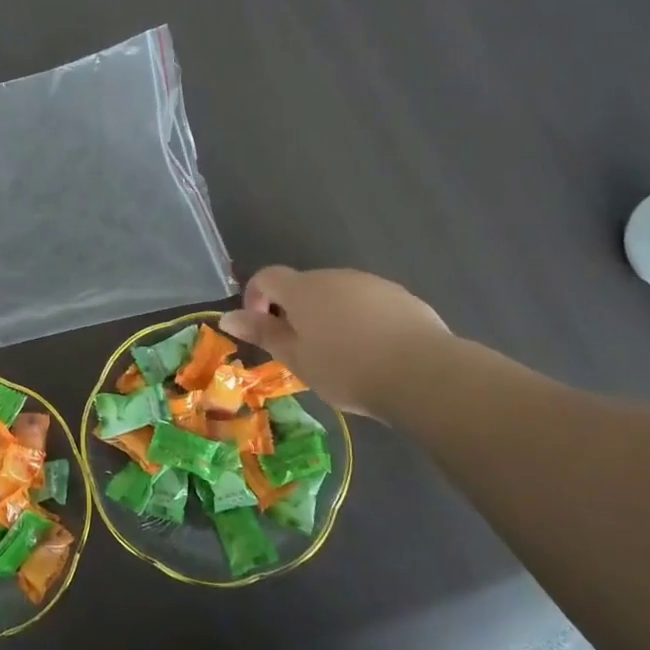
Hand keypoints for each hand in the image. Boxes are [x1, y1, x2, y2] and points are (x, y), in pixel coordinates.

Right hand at [220, 266, 450, 419]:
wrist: (423, 374)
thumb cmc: (347, 368)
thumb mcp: (297, 358)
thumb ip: (263, 334)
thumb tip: (226, 317)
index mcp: (303, 289)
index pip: (267, 277)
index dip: (255, 298)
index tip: (263, 329)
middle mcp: (335, 276)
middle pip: (304, 286)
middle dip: (295, 311)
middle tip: (302, 350)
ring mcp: (371, 283)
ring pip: (338, 294)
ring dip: (329, 315)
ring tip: (340, 355)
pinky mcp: (401, 297)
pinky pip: (368, 303)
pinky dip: (361, 320)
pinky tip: (374, 352)